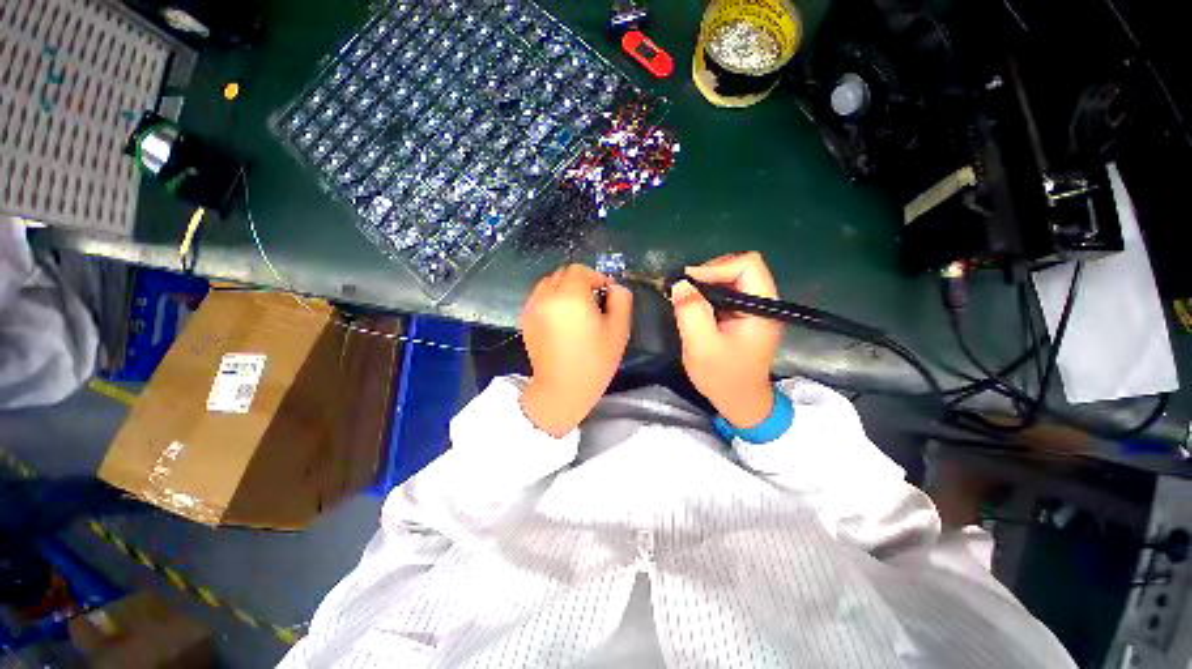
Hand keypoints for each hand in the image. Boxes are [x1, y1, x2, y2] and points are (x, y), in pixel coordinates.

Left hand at [520, 265, 632, 435]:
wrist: (562, 389)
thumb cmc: (595, 361)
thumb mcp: (619, 330)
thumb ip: (621, 300)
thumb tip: (614, 286)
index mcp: (570, 296)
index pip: (580, 270)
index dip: (596, 278)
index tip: (605, 295)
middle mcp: (547, 296)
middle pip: (563, 274)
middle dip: (580, 282)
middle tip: (592, 304)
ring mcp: (533, 307)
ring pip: (549, 283)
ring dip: (564, 289)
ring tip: (575, 311)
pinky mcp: (525, 319)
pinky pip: (540, 297)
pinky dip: (551, 300)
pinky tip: (561, 320)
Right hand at [671, 252, 782, 427]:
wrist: (740, 401)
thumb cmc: (723, 377)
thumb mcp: (701, 346)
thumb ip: (691, 312)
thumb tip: (680, 283)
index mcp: (763, 308)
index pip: (748, 265)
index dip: (716, 267)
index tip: (689, 282)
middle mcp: (764, 303)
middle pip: (740, 267)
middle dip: (709, 274)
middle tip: (684, 289)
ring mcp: (755, 308)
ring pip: (732, 278)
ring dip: (707, 284)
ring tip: (685, 297)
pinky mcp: (745, 315)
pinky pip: (727, 292)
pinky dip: (708, 294)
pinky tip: (694, 305)